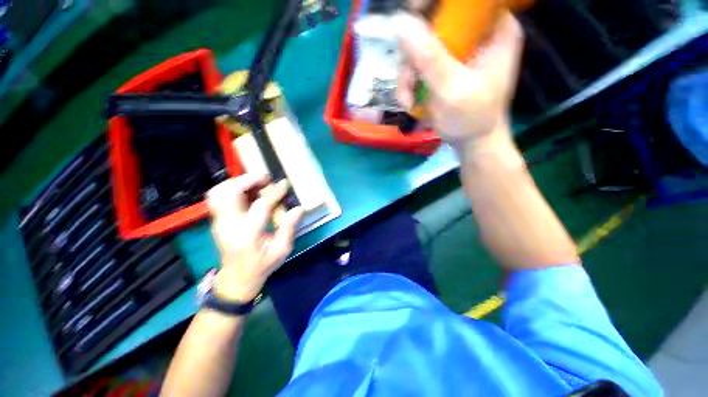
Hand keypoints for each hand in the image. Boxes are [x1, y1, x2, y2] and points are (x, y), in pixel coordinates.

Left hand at [206, 174, 303, 302]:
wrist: (237, 278)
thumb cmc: (262, 264)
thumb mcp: (282, 250)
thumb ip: (289, 227)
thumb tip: (299, 208)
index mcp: (248, 235)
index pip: (260, 205)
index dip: (274, 192)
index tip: (284, 184)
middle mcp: (229, 226)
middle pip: (229, 193)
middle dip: (248, 180)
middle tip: (265, 179)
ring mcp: (219, 222)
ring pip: (218, 193)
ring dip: (236, 182)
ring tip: (255, 183)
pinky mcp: (216, 221)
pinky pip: (217, 197)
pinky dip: (230, 188)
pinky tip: (246, 191)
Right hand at [394, 11, 523, 153]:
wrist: (472, 143)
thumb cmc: (472, 119)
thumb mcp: (452, 90)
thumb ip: (429, 58)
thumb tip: (400, 23)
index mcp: (494, 28)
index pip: (462, 1)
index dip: (432, 5)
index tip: (411, 15)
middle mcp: (475, 33)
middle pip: (434, 22)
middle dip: (413, 55)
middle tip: (408, 81)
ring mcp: (457, 51)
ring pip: (419, 47)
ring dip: (407, 75)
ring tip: (408, 100)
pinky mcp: (443, 67)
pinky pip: (417, 65)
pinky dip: (409, 84)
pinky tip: (410, 102)